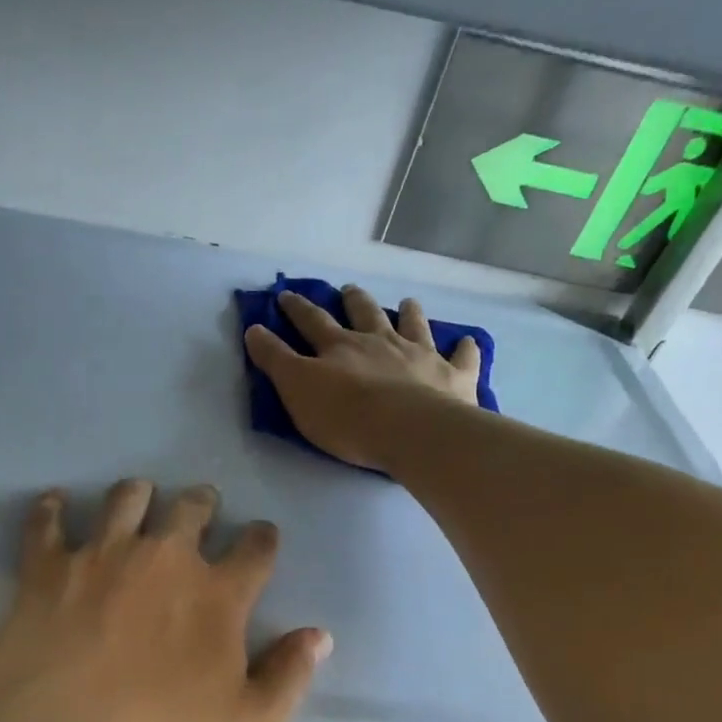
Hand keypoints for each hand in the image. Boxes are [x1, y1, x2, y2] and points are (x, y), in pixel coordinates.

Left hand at [0, 479, 331, 721]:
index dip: (263, 539)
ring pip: (125, 500)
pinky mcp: (45, 570)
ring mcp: (100, 558)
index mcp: (217, 595)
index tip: (262, 536)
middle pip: (190, 509)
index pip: (255, 549)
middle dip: (202, 503)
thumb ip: (289, 677)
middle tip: (201, 505)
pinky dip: (51, 509)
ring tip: (139, 496)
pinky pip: (46, 523)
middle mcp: (162, 559)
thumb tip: (318, 636)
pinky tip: (55, 502)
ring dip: (138, 494)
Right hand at [244, 285, 481, 471]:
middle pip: (365, 314)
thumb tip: (254, 329)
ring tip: (407, 302)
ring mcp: (420, 356)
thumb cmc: (347, 416)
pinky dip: (464, 348)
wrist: (411, 431)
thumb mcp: (297, 390)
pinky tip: (468, 342)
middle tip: (349, 290)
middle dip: (354, 301)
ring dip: (409, 313)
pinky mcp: (453, 377)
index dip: (297, 308)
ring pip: (413, 326)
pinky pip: (462, 357)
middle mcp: (380, 342)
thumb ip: (276, 360)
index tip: (286, 295)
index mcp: (341, 347)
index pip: (312, 321)